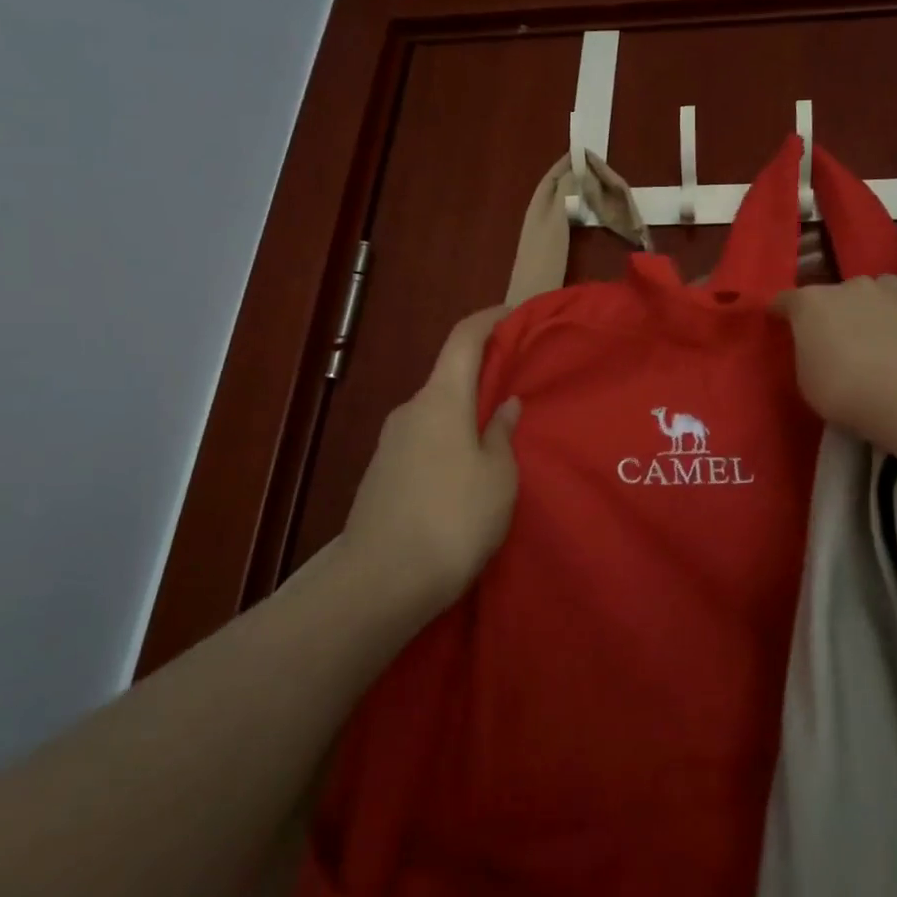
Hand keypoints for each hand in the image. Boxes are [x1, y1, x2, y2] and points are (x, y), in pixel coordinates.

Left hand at [342, 307, 521, 612]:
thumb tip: (504, 405)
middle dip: (482, 377)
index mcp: (440, 399)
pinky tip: (465, 474)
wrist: (380, 582)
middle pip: (448, 376)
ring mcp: (390, 442)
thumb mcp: (498, 476)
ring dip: (465, 415)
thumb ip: (502, 434)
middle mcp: (410, 410)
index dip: (489, 320)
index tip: (513, 314)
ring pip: (436, 412)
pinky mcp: (381, 473)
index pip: (463, 339)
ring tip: (496, 440)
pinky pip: (423, 440)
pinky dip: (448, 441)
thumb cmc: (453, 518)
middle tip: (516, 390)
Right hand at [771, 274, 896, 463]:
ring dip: (877, 303)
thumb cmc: (847, 392)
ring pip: (880, 287)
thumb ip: (808, 354)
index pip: (786, 300)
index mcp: (811, 304)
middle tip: (843, 339)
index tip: (781, 323)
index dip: (783, 312)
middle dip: (837, 310)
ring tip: (884, 330)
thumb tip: (817, 347)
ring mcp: (893, 288)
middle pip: (837, 293)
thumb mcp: (807, 382)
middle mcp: (849, 286)